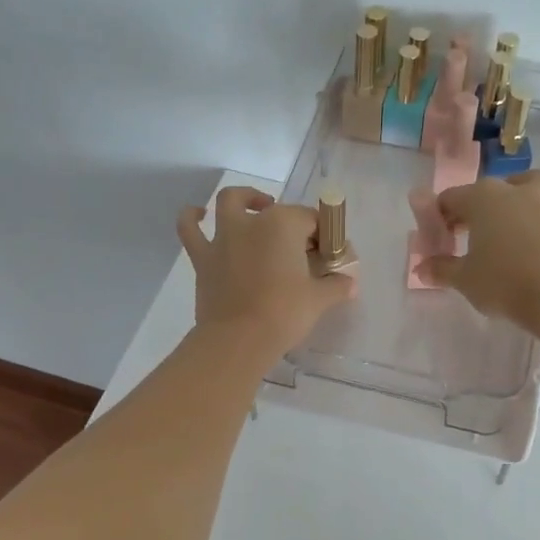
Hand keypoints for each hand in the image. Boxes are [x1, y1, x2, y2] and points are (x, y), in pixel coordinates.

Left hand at [177, 187, 356, 357]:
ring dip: (244, 200)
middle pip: (277, 212)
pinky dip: (192, 217)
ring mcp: (223, 237)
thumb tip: (349, 282)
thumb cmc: (284, 313)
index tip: (329, 256)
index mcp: (283, 224)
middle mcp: (251, 222)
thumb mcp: (319, 299)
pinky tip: (198, 214)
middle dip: (292, 222)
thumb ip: (336, 285)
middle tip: (301, 247)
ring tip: (256, 208)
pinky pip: (190, 229)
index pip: (311, 220)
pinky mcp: (203, 258)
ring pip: (230, 203)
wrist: (238, 340)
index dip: (323, 236)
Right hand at [422, 173, 539, 329]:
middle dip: (471, 208)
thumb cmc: (499, 282)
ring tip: (511, 203)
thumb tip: (421, 268)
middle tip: (463, 235)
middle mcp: (513, 191)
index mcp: (481, 199)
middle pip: (485, 191)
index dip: (439, 218)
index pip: (450, 199)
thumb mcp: (462, 278)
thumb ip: (441, 269)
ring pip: (532, 181)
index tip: (437, 239)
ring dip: (521, 187)